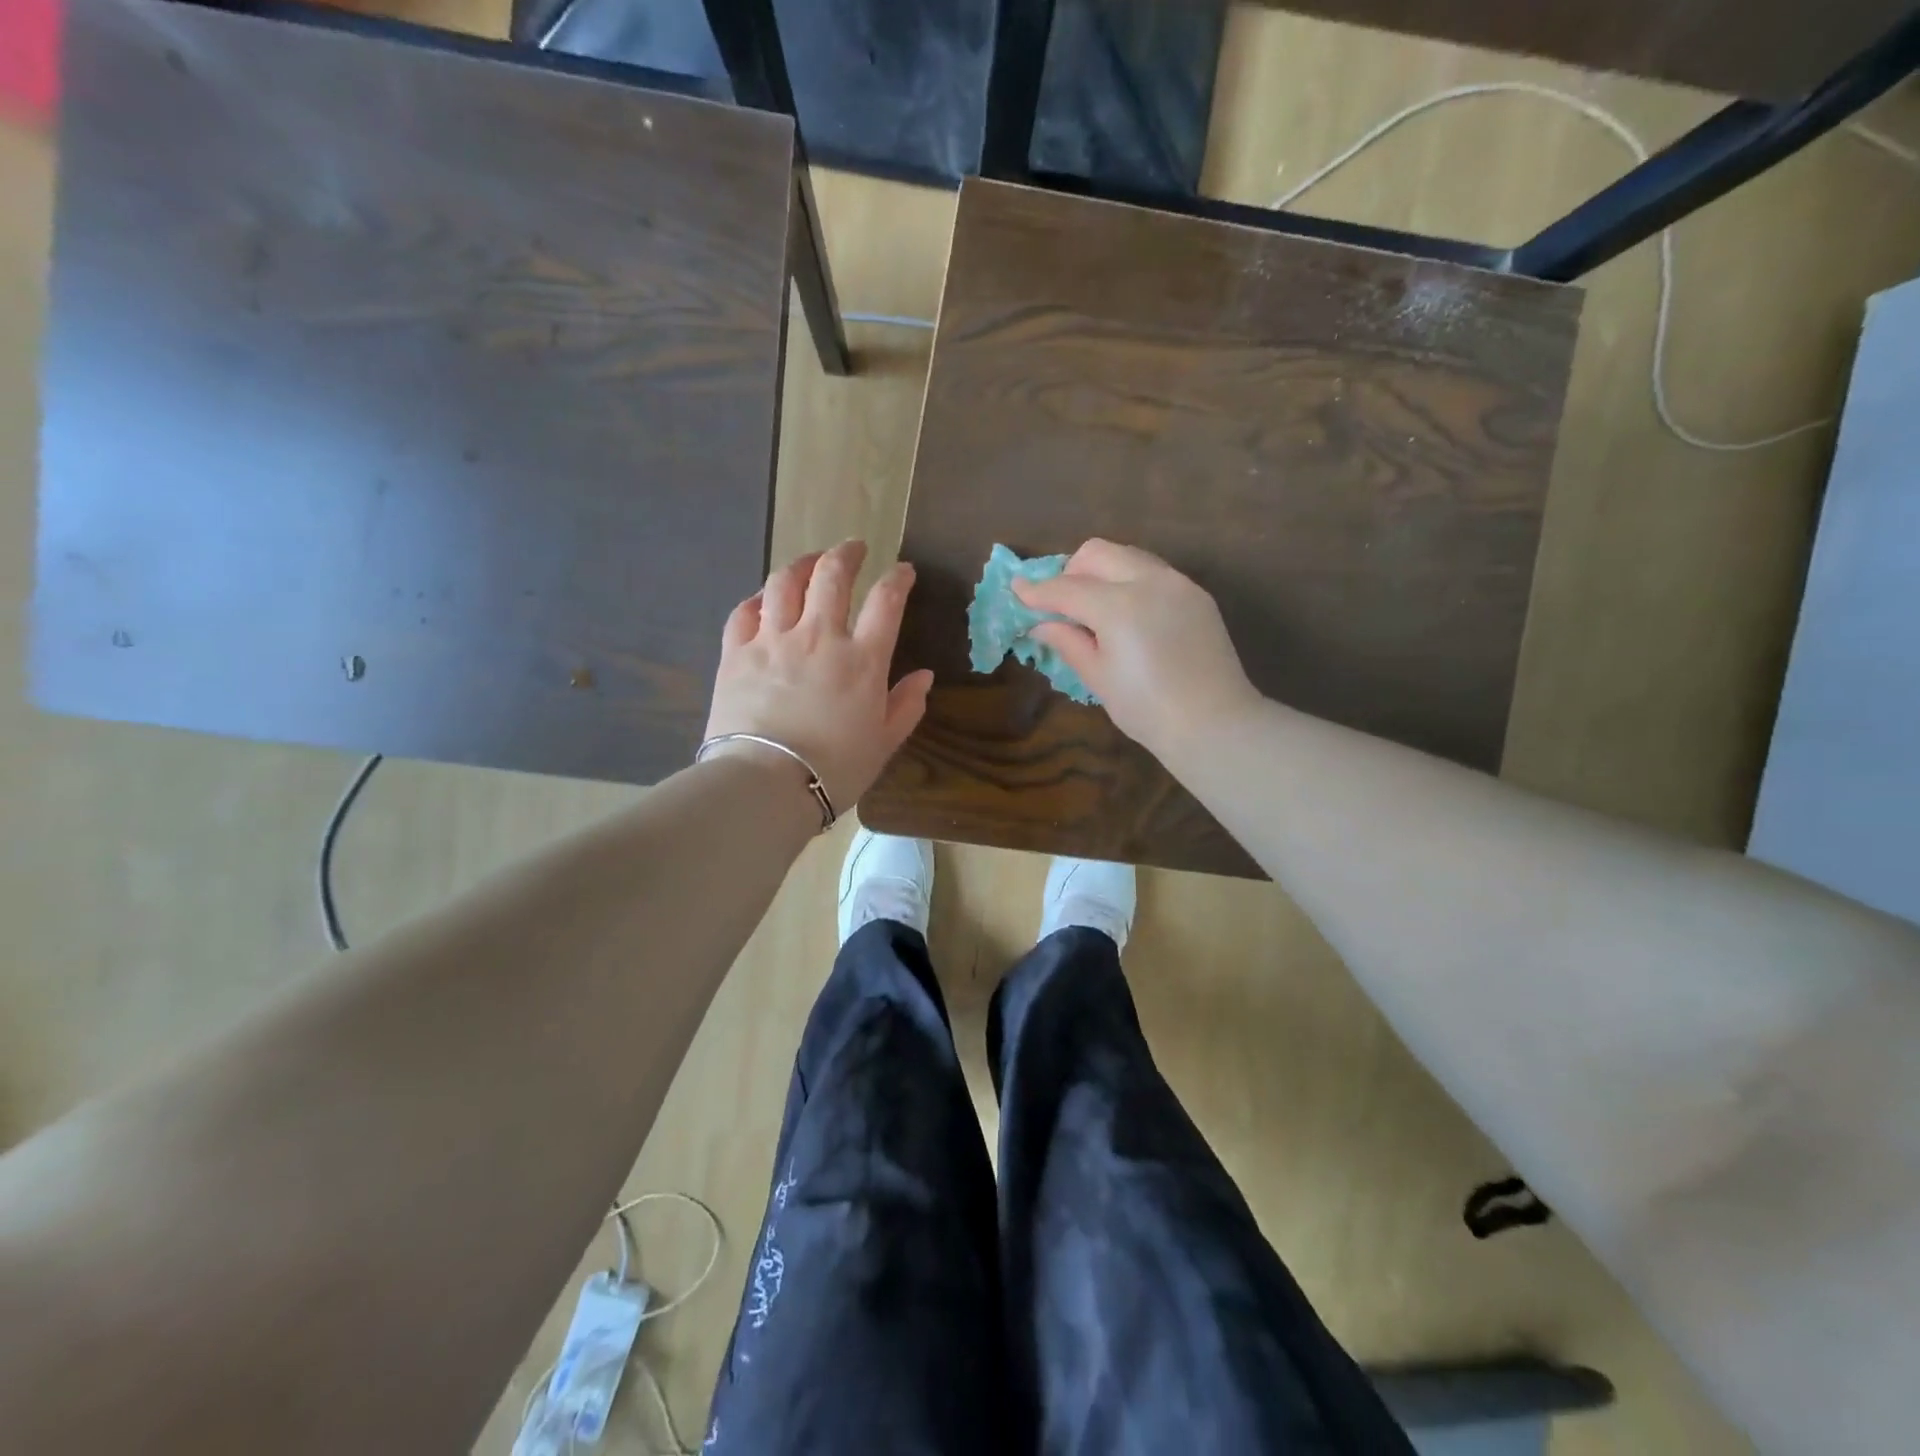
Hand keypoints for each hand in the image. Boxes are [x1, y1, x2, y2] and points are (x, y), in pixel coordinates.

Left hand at [704, 540, 933, 808]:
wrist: (767, 784)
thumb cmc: (834, 768)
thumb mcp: (883, 743)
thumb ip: (906, 706)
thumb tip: (924, 676)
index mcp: (862, 660)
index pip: (886, 601)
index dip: (897, 578)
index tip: (903, 571)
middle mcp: (819, 637)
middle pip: (832, 575)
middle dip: (846, 554)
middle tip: (853, 549)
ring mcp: (773, 640)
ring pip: (785, 582)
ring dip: (801, 564)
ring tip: (809, 562)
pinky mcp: (737, 653)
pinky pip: (745, 611)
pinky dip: (758, 599)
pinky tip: (764, 600)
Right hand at [1013, 539, 1261, 759]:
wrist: (1214, 723)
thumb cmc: (1147, 709)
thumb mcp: (1098, 677)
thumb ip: (1068, 642)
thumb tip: (1041, 624)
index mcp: (1119, 606)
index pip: (1066, 588)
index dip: (1037, 591)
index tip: (1017, 590)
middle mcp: (1149, 581)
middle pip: (1096, 553)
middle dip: (1070, 571)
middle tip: (1061, 604)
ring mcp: (1177, 583)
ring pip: (1127, 555)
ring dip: (1101, 572)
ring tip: (1093, 608)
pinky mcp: (1196, 594)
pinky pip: (1153, 572)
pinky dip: (1129, 581)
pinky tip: (1128, 616)